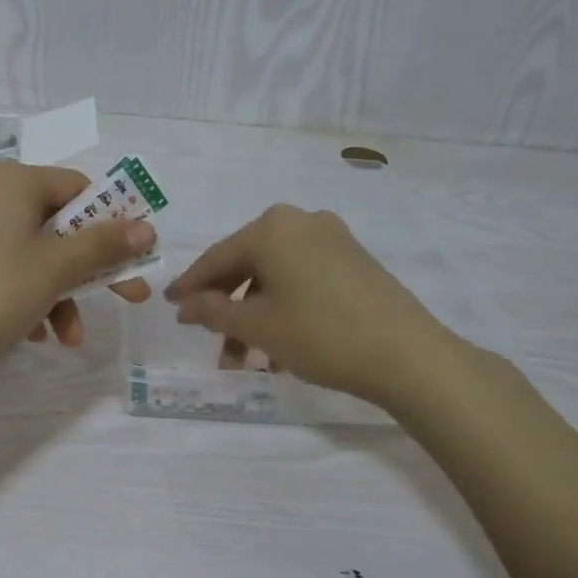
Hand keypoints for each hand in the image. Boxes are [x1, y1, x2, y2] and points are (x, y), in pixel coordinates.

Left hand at [0, 161, 153, 370]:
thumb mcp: (57, 269)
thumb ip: (104, 245)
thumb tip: (147, 228)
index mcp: (12, 181)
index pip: (78, 190)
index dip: (112, 224)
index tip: (133, 258)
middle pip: (58, 226)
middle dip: (90, 270)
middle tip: (127, 298)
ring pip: (33, 253)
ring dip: (60, 294)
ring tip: (69, 338)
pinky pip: (6, 267)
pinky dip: (28, 296)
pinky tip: (36, 334)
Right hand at [165, 205, 452, 408]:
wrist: (406, 354)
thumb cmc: (319, 334)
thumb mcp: (256, 326)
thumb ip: (213, 311)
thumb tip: (186, 305)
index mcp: (271, 228)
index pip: (217, 257)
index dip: (191, 285)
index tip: (171, 305)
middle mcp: (301, 221)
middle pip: (247, 263)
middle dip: (226, 305)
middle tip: (209, 337)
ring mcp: (333, 238)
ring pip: (276, 275)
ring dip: (255, 313)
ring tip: (247, 357)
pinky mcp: (354, 259)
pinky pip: (303, 278)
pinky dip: (284, 306)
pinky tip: (280, 344)